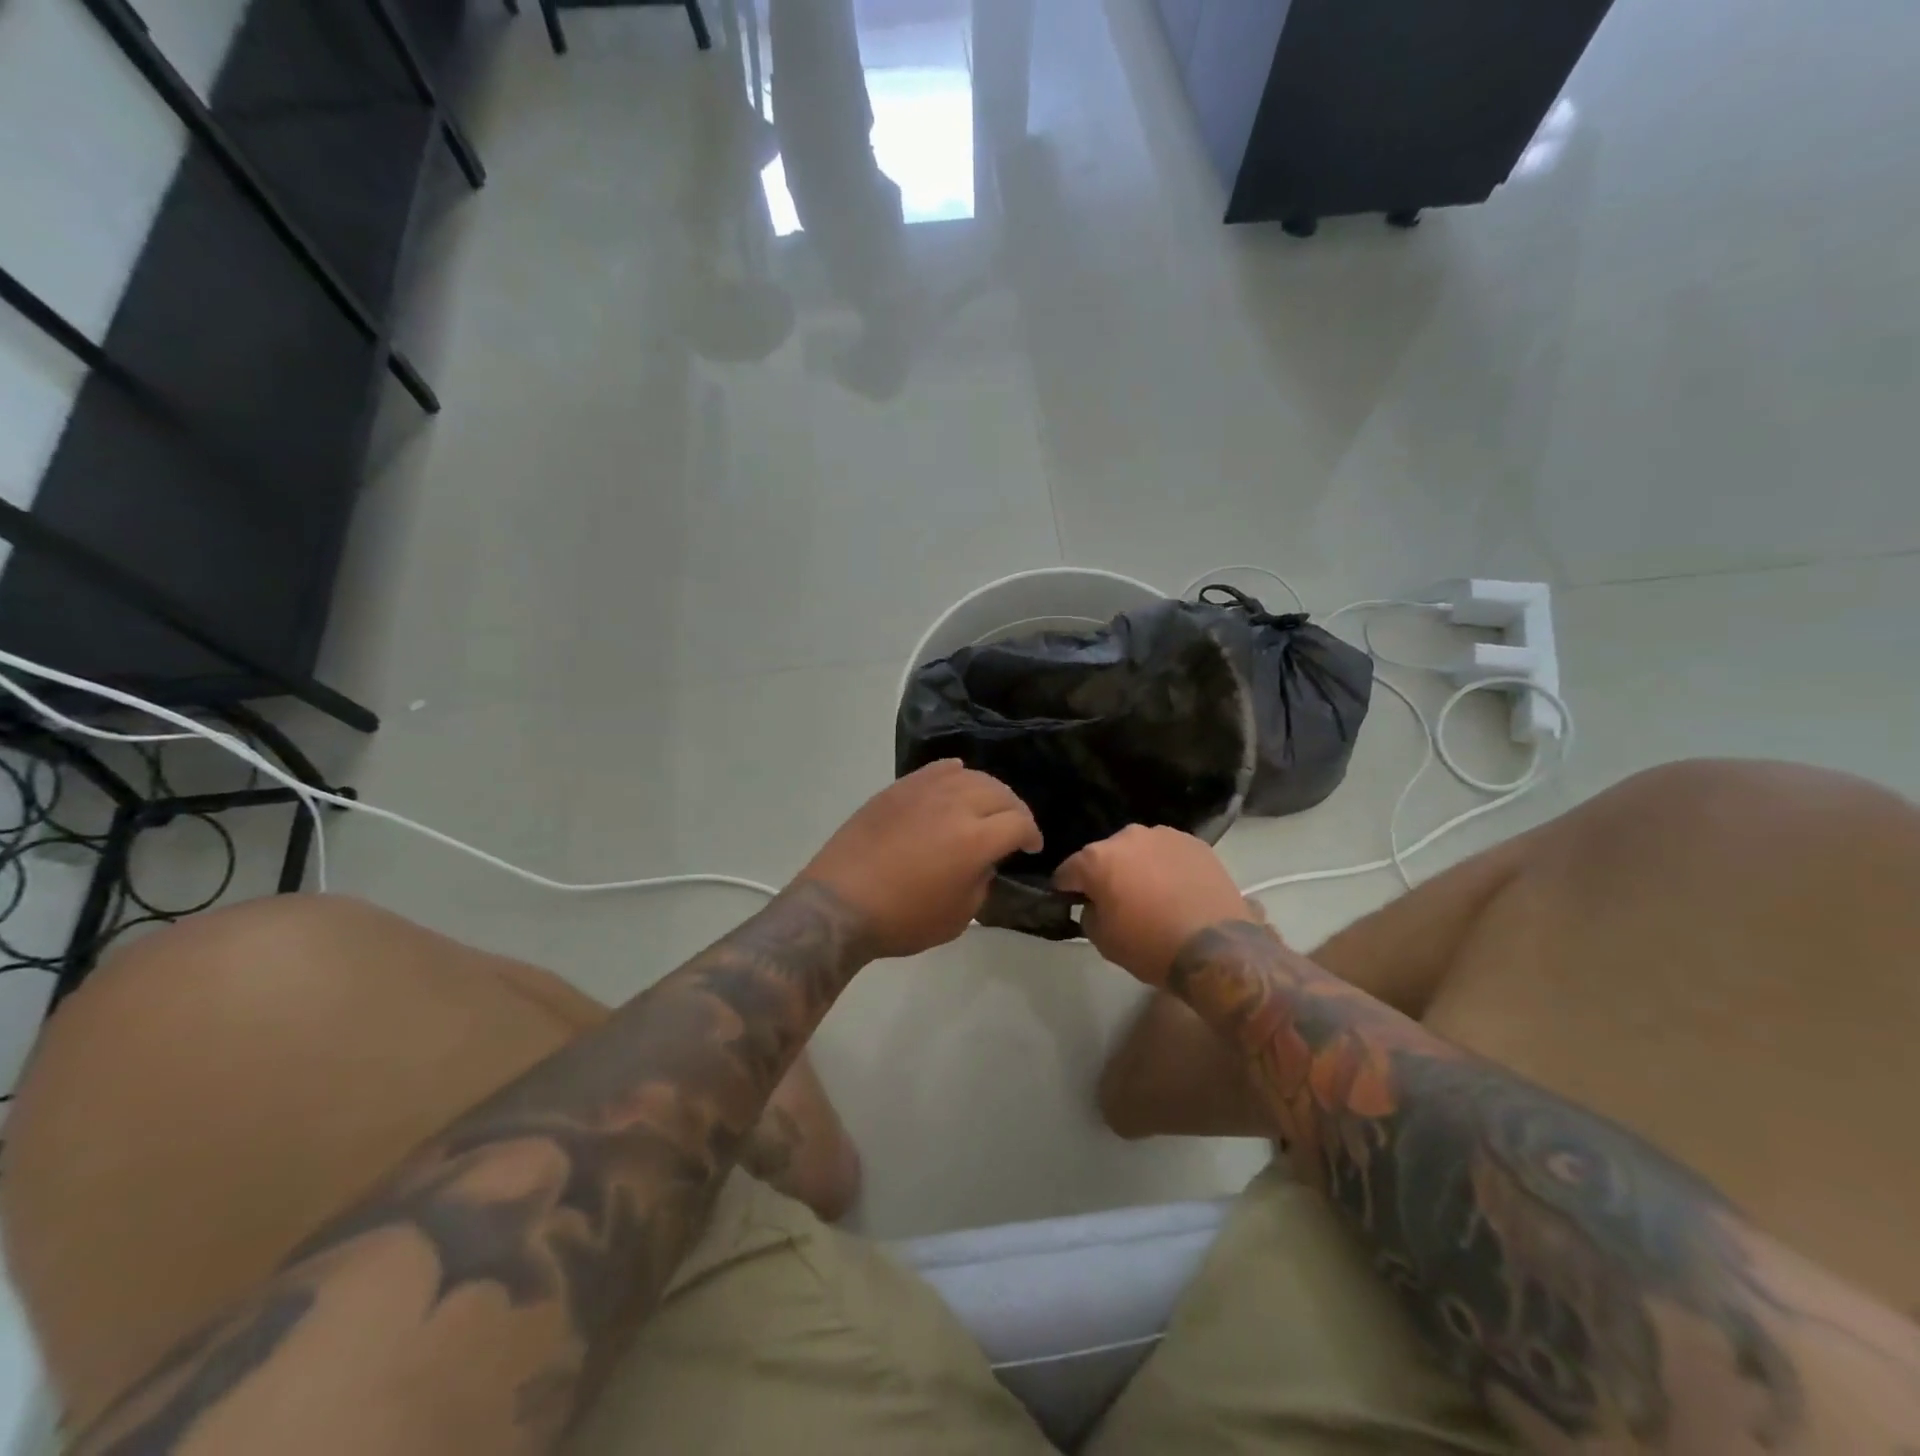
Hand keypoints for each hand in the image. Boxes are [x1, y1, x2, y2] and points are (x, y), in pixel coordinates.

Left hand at [798, 760, 1041, 959]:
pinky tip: (956, 782)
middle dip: (1014, 810)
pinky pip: (936, 770)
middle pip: (1000, 792)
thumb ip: (982, 882)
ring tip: (985, 807)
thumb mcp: (959, 917)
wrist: (840, 904)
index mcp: (975, 839)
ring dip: (987, 791)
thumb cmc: (902, 919)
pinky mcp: (898, 789)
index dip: (1031, 835)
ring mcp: (924, 791)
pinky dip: (955, 774)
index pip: (1019, 823)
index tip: (1030, 848)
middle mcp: (955, 804)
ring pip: (970, 776)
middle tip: (1013, 827)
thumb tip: (984, 861)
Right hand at [1054, 825, 1260, 985]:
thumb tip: (1095, 904)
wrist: (1218, 947)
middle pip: (1105, 855)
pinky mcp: (1195, 842)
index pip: (1067, 871)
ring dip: (1139, 867)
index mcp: (1096, 859)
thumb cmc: (1151, 945)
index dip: (1066, 889)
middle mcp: (1127, 836)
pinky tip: (1178, 890)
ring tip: (1154, 895)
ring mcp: (1164, 835)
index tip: (1072, 903)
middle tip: (1119, 901)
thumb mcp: (1103, 941)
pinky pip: (1168, 853)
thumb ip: (1089, 914)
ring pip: (1139, 850)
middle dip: (1106, 874)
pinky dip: (1167, 867)